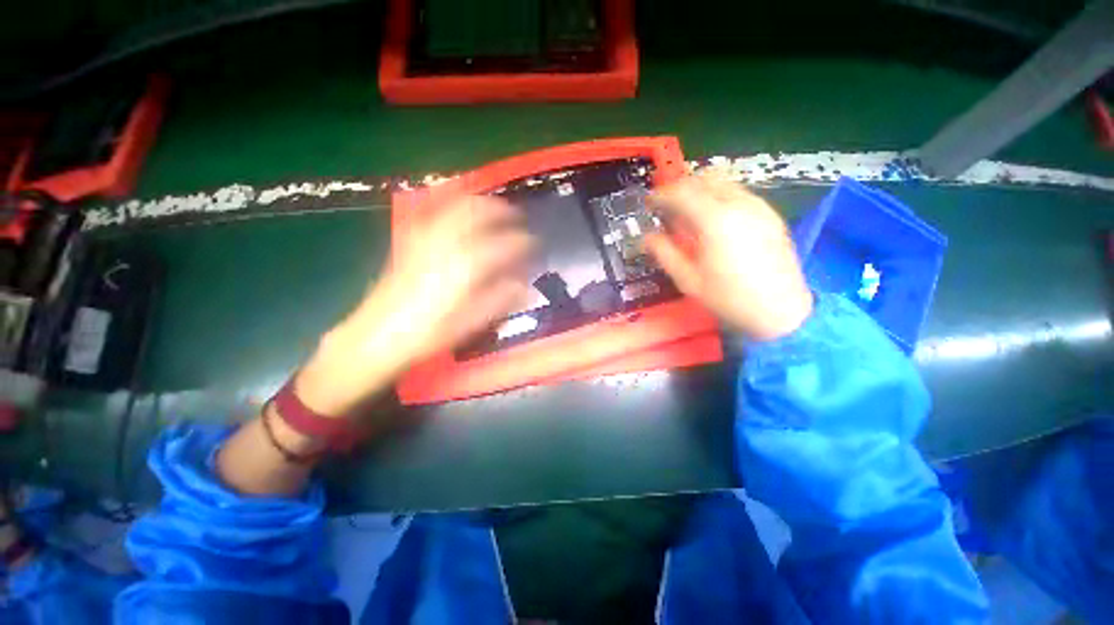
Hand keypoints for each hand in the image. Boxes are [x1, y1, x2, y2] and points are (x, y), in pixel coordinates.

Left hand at [296, 195, 534, 415]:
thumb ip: (501, 300)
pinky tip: (460, 206)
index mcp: (466, 268)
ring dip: (480, 203)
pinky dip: (452, 202)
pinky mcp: (410, 240)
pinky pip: (434, 210)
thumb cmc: (430, 334)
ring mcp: (425, 239)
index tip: (534, 244)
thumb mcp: (471, 323)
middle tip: (517, 217)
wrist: (378, 335)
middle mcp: (447, 245)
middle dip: (502, 211)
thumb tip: (525, 286)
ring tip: (494, 208)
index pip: (504, 245)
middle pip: (479, 213)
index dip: (523, 242)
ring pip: (457, 206)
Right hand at [645, 174, 812, 340]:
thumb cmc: (729, 298)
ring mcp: (758, 206)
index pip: (681, 192)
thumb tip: (647, 237)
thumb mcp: (688, 280)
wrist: (781, 310)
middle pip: (703, 179)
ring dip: (700, 190)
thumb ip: (665, 253)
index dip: (661, 194)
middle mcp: (738, 204)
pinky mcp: (770, 214)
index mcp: (715, 221)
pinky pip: (738, 193)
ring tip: (688, 211)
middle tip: (666, 205)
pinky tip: (713, 219)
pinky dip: (719, 196)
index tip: (649, 203)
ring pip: (723, 182)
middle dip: (680, 187)